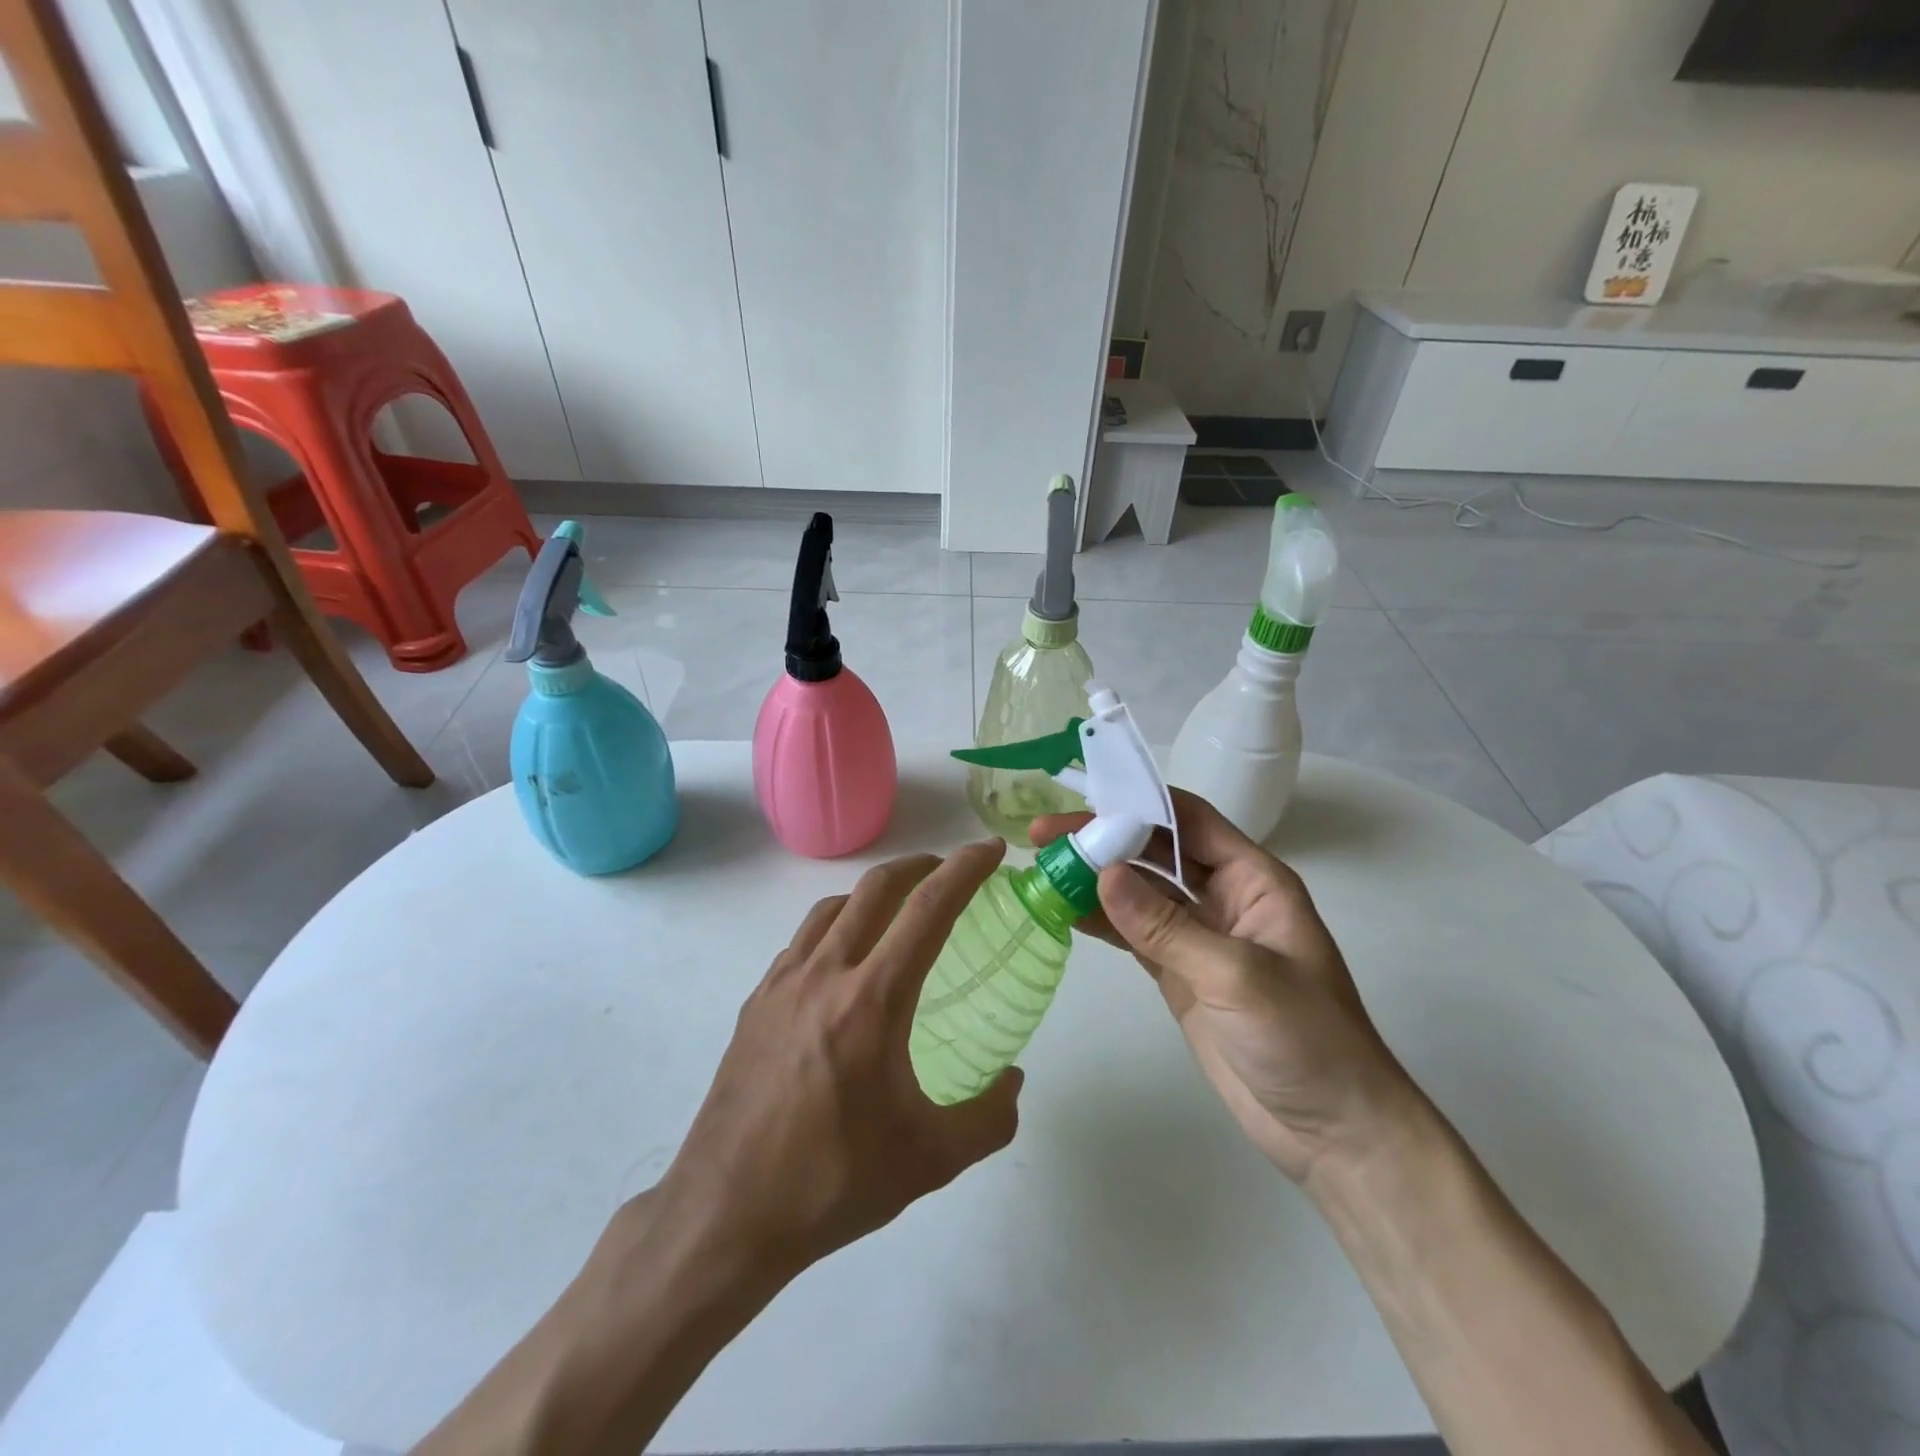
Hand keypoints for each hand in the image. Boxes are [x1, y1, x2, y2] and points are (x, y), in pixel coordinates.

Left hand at [649, 840, 1023, 1288]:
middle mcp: (825, 974)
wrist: (724, 1214)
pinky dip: (836, 925)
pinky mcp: (755, 1002)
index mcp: (871, 1000)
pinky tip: (845, 961)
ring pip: (833, 907)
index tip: (990, 851)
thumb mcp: (929, 1161)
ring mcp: (782, 983)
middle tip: (949, 871)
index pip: (927, 909)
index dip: (965, 869)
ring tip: (899, 910)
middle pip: (876, 888)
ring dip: (874, 892)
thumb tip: (1012, 1082)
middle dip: (920, 865)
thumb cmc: (831, 1182)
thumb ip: (988, 1118)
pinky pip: (803, 940)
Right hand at [1031, 793, 1418, 1183]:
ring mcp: (1198, 936)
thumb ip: (1167, 926)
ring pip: (1139, 891)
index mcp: (1253, 880)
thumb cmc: (1305, 1039)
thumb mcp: (1237, 976)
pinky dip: (1100, 921)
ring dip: (1095, 878)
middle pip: (1155, 851)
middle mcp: (1224, 897)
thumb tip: (1103, 874)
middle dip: (1103, 838)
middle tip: (1044, 836)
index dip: (1137, 803)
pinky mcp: (1179, 973)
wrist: (1332, 1131)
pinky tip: (1064, 911)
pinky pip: (1133, 934)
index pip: (1189, 820)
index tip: (1082, 799)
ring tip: (1043, 869)